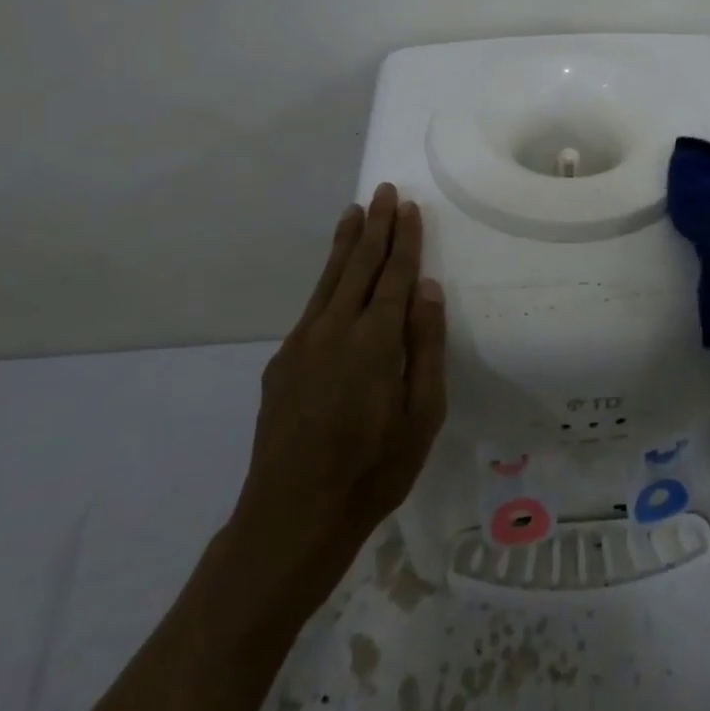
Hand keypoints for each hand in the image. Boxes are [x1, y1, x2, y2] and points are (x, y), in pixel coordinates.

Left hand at [230, 184, 447, 575]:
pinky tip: (333, 275)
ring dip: (345, 243)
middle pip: (359, 265)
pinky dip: (327, 278)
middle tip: (383, 192)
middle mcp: (335, 330)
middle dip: (375, 226)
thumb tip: (428, 289)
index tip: (409, 208)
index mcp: (375, 341)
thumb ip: (426, 348)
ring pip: (329, 279)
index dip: (404, 240)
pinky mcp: (282, 362)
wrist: (291, 518)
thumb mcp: (422, 416)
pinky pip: (312, 306)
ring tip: (354, 212)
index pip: (395, 276)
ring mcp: (302, 344)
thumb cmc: (373, 471)